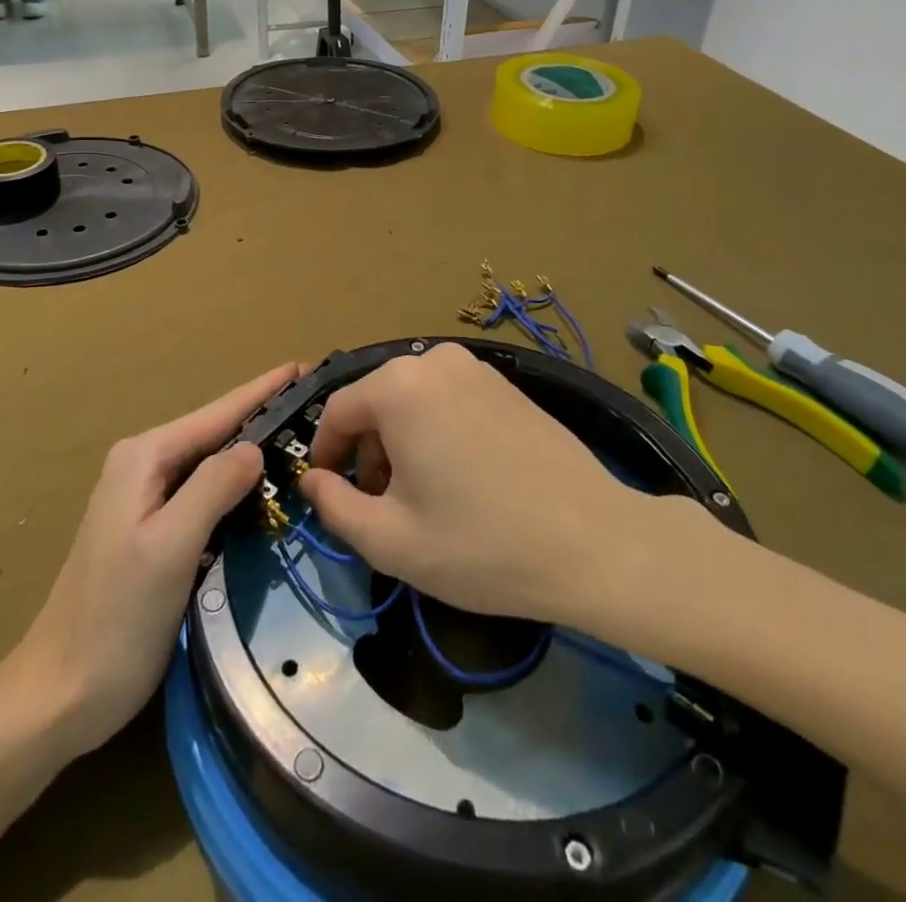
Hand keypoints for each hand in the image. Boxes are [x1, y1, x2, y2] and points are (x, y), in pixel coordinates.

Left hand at [0, 364, 296, 762]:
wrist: (59, 694)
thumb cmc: (115, 619)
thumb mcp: (170, 547)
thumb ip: (213, 488)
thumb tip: (255, 447)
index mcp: (144, 458)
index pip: (218, 413)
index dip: (263, 390)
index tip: (305, 367)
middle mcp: (143, 466)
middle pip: (216, 433)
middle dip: (264, 418)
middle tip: (318, 408)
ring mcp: (145, 498)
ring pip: (212, 464)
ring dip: (253, 454)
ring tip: (303, 441)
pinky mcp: (153, 530)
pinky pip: (205, 494)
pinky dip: (237, 489)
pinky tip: (266, 492)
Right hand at [297, 342, 646, 623]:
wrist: (594, 541)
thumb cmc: (481, 544)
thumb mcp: (391, 540)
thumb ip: (334, 506)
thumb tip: (311, 481)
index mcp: (399, 386)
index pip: (338, 411)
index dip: (326, 454)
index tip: (330, 494)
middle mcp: (435, 361)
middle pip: (377, 402)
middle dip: (367, 451)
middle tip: (380, 505)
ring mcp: (477, 368)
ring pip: (414, 401)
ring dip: (402, 442)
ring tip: (422, 497)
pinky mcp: (508, 384)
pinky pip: (450, 400)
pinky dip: (437, 431)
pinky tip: (462, 479)